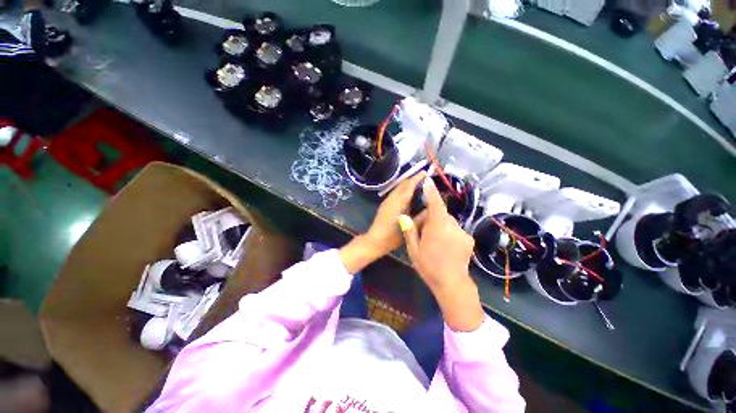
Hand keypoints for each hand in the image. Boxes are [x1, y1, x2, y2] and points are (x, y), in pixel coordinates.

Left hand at [365, 171, 427, 256]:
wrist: (374, 240)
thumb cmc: (391, 237)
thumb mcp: (408, 228)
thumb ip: (420, 218)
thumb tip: (430, 209)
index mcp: (398, 203)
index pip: (408, 186)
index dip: (417, 178)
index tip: (425, 172)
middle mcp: (392, 199)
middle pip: (402, 184)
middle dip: (412, 179)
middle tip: (424, 177)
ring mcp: (387, 201)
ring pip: (398, 188)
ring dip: (407, 184)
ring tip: (418, 184)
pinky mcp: (385, 205)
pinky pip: (395, 193)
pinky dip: (403, 190)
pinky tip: (409, 194)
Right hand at [399, 178, 484, 331]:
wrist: (453, 284)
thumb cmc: (429, 267)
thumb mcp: (414, 250)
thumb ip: (409, 231)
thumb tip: (403, 216)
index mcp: (437, 227)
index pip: (435, 203)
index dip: (431, 191)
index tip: (427, 181)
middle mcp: (452, 226)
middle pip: (440, 213)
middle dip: (431, 216)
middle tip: (422, 228)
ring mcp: (462, 232)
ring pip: (448, 221)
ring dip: (439, 224)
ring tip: (433, 239)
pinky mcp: (468, 239)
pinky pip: (454, 228)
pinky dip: (448, 231)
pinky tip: (444, 245)